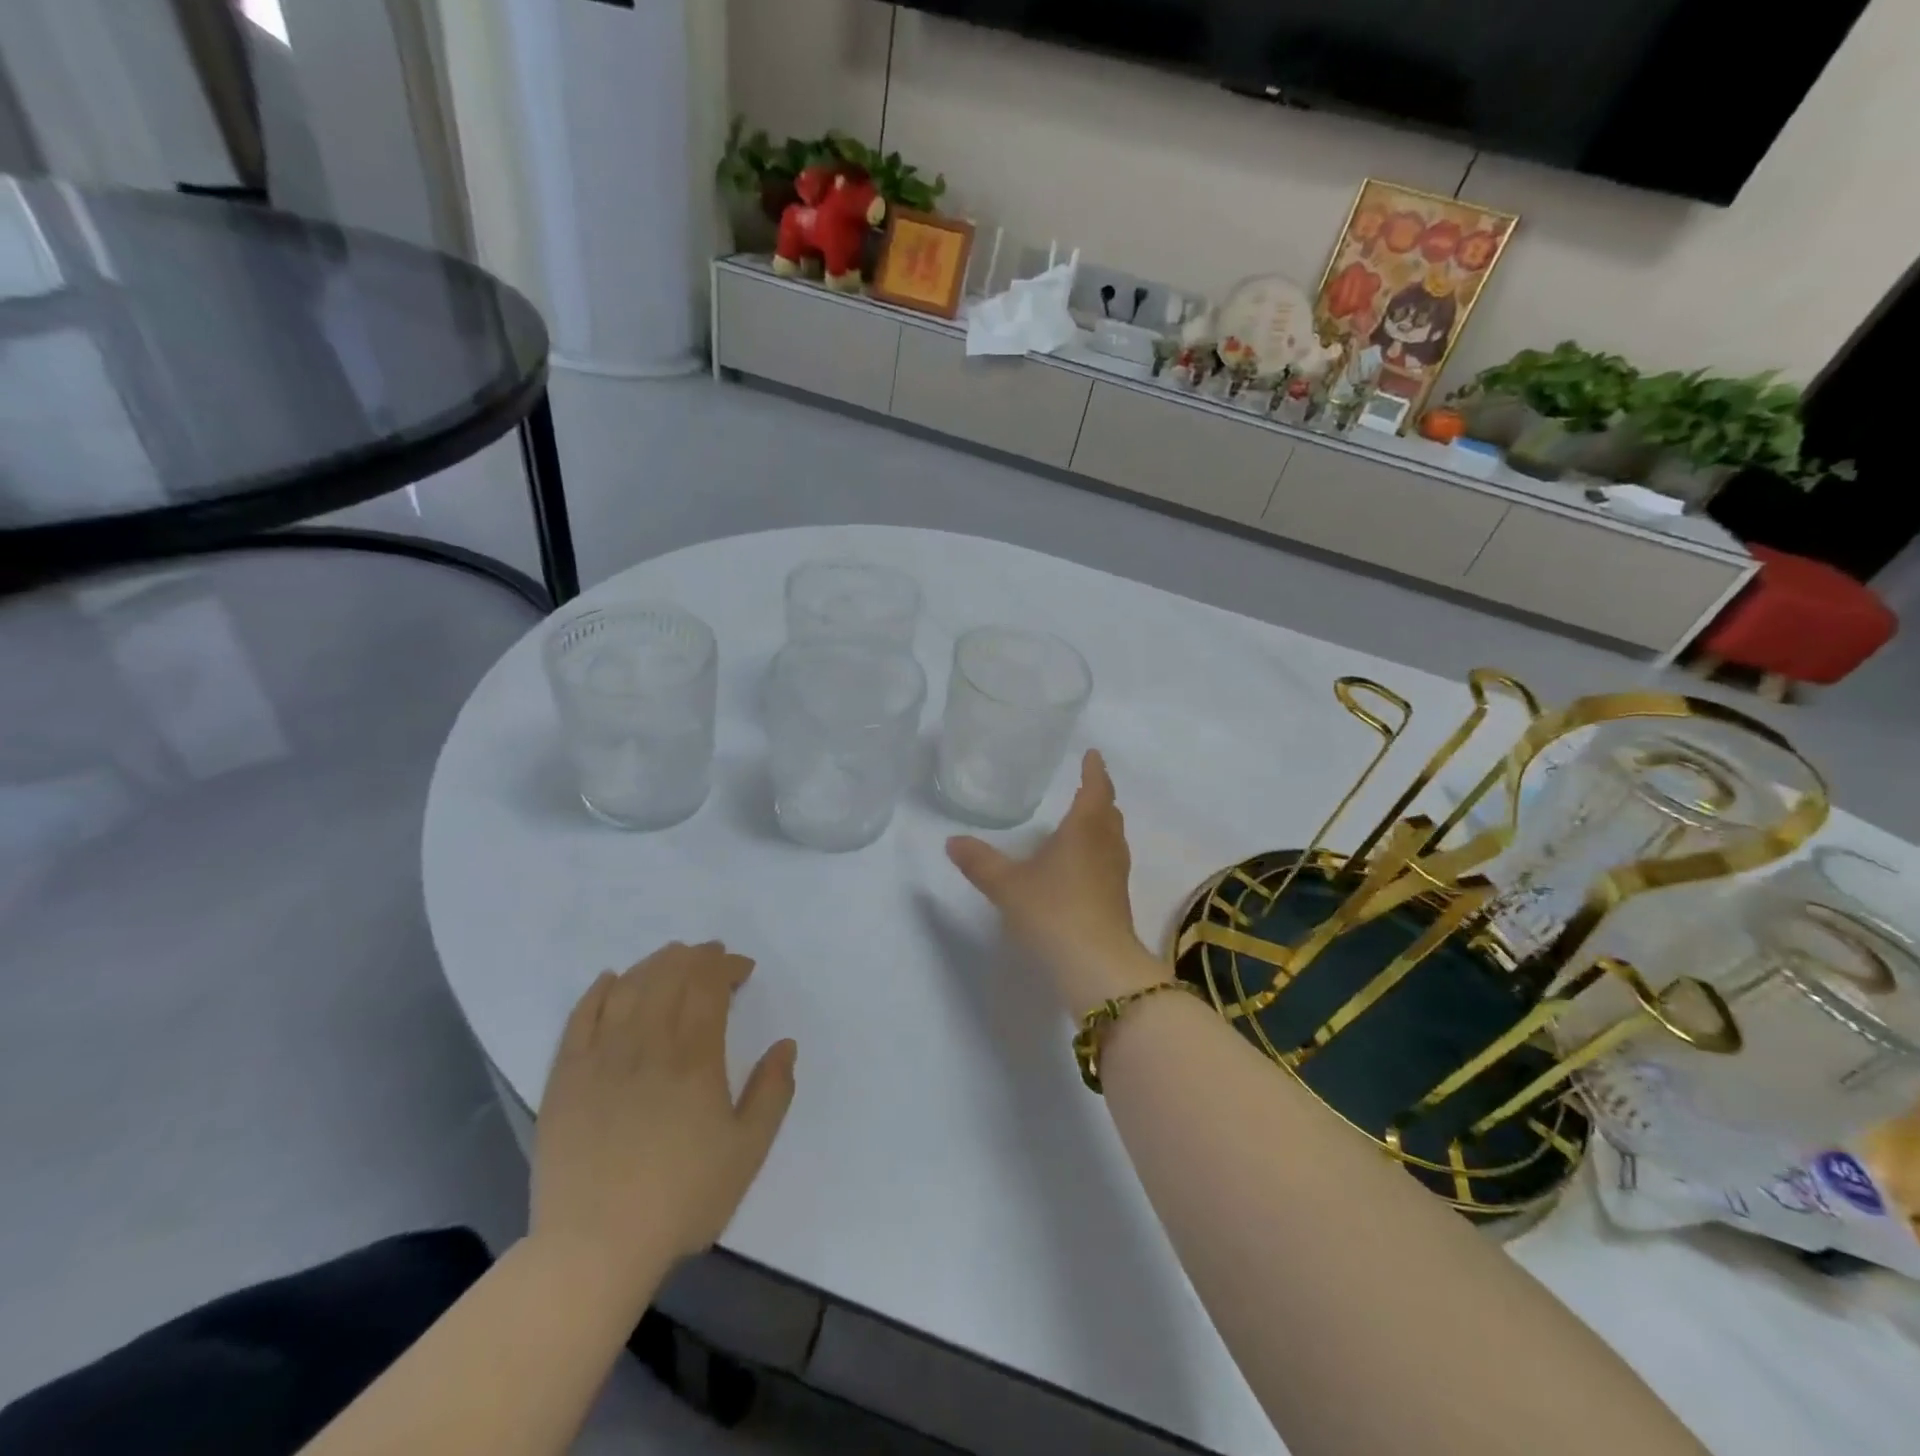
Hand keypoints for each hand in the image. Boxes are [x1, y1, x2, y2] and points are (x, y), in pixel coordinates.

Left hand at [531, 942, 795, 1304]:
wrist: (593, 1248)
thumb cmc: (681, 1199)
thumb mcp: (748, 1151)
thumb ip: (773, 1092)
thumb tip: (785, 1044)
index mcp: (694, 1057)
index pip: (709, 985)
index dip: (727, 966)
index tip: (743, 969)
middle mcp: (647, 1043)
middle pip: (670, 975)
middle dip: (696, 957)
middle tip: (712, 956)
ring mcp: (601, 1057)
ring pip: (629, 987)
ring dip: (655, 964)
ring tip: (672, 960)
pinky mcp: (566, 1077)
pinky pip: (580, 1017)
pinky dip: (599, 990)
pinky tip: (611, 980)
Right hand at [947, 750, 1163, 1013]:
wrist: (1096, 966)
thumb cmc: (1053, 910)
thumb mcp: (1007, 885)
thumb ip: (979, 862)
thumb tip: (952, 841)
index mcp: (1084, 830)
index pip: (1094, 790)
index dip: (1094, 771)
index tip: (1092, 754)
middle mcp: (1105, 847)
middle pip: (1108, 813)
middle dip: (1099, 797)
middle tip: (1088, 786)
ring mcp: (1115, 876)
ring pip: (1112, 839)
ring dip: (1102, 825)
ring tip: (1085, 821)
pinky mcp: (1116, 902)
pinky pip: (1109, 863)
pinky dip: (1099, 851)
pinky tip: (1081, 866)